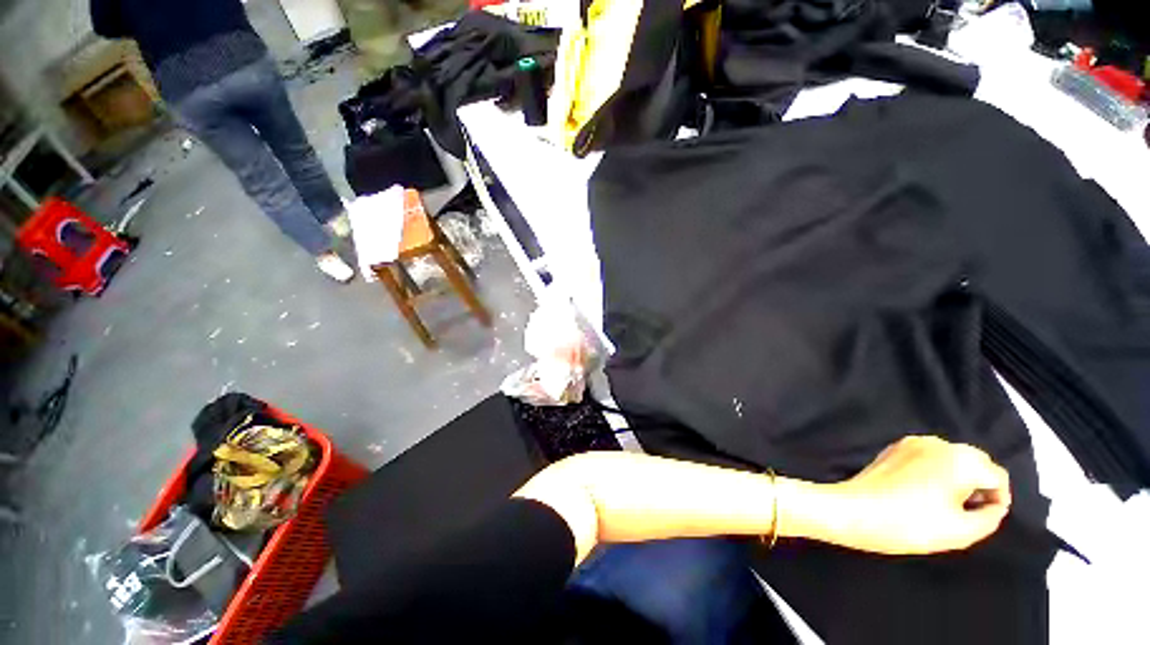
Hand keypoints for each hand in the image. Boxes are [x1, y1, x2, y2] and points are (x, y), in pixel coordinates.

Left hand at [783, 436, 1011, 554]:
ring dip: (957, 478)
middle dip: (978, 486)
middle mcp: (937, 442)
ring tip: (944, 505)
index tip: (983, 518)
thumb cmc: (910, 524)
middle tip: (965, 512)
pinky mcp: (893, 448)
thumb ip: (990, 517)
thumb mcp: (962, 531)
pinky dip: (935, 472)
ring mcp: (912, 442)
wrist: (854, 511)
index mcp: (960, 458)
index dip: (997, 500)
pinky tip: (923, 493)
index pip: (997, 476)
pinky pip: (928, 457)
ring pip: (951, 458)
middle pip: (975, 462)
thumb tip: (994, 506)